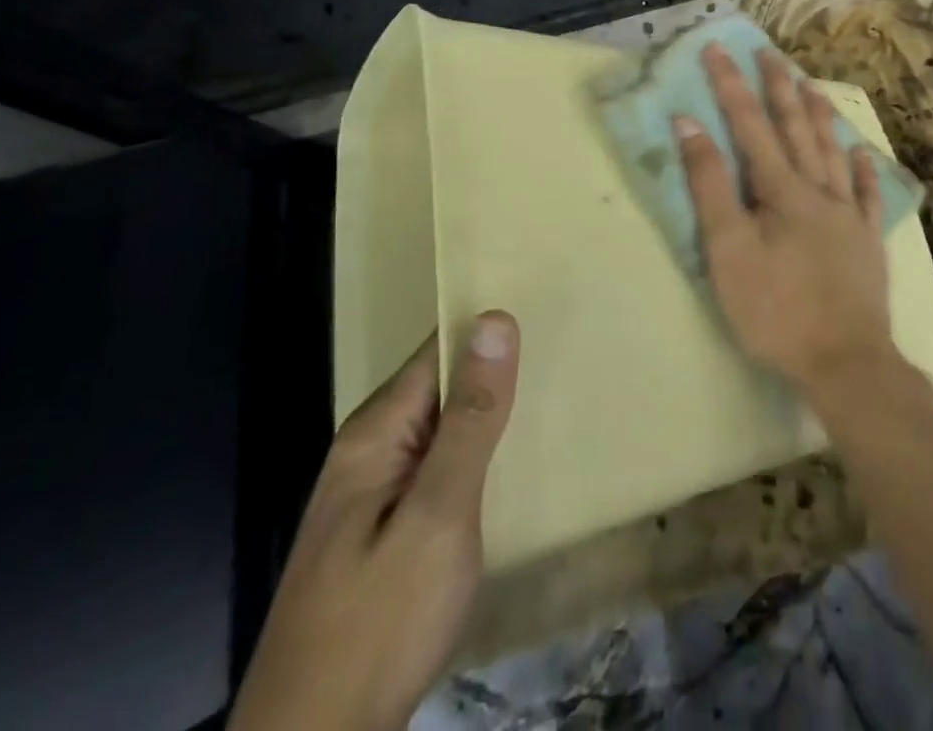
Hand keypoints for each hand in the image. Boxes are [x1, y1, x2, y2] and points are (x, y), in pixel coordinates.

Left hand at [227, 313, 519, 730]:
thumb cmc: (380, 622)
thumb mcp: (439, 514)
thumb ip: (471, 418)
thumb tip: (495, 319)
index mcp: (377, 431)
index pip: (441, 348)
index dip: (489, 328)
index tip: (547, 310)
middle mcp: (369, 448)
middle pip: (441, 384)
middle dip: (494, 370)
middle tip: (563, 354)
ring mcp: (372, 490)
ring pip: (441, 427)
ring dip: (487, 414)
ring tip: (550, 397)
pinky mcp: (383, 529)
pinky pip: (435, 465)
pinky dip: (473, 454)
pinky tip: (506, 464)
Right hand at [673, 45, 894, 391]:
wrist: (846, 362)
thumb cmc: (776, 308)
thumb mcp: (728, 249)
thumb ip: (710, 185)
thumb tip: (690, 124)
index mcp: (781, 189)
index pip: (750, 125)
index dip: (731, 85)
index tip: (718, 49)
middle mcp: (818, 190)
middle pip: (796, 128)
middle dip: (779, 87)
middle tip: (769, 53)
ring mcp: (848, 215)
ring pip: (832, 152)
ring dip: (819, 116)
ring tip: (811, 86)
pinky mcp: (868, 242)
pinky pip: (868, 195)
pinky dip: (863, 170)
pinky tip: (860, 152)